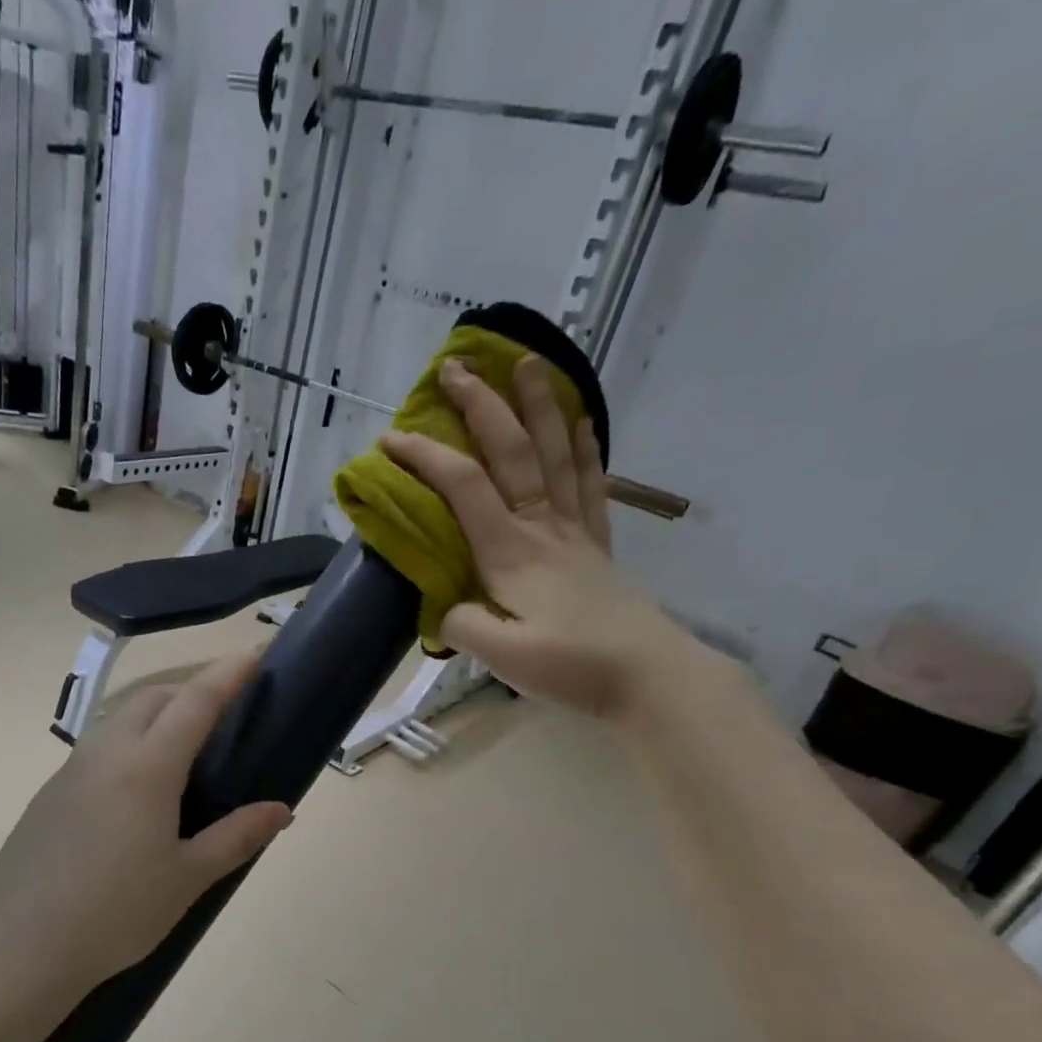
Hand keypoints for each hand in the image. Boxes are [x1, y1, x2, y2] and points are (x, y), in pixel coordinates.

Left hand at [0, 653, 292, 987]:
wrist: (21, 947)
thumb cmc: (116, 914)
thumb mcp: (188, 878)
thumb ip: (238, 836)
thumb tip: (281, 810)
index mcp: (147, 768)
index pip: (195, 702)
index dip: (228, 673)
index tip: (254, 652)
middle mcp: (106, 754)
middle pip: (152, 697)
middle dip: (190, 689)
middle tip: (223, 711)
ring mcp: (70, 771)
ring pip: (119, 718)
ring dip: (156, 712)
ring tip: (183, 746)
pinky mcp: (49, 794)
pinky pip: (97, 748)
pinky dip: (129, 742)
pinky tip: (137, 789)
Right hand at [378, 355, 692, 716]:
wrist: (649, 678)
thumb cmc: (572, 667)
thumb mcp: (502, 658)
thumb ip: (462, 625)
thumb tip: (445, 606)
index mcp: (511, 553)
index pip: (463, 488)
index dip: (426, 457)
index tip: (391, 438)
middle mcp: (542, 528)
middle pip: (511, 453)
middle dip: (481, 406)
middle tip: (456, 367)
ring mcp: (574, 533)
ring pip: (554, 454)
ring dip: (538, 406)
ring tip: (528, 363)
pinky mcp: (596, 546)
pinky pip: (590, 484)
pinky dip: (584, 448)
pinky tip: (582, 421)